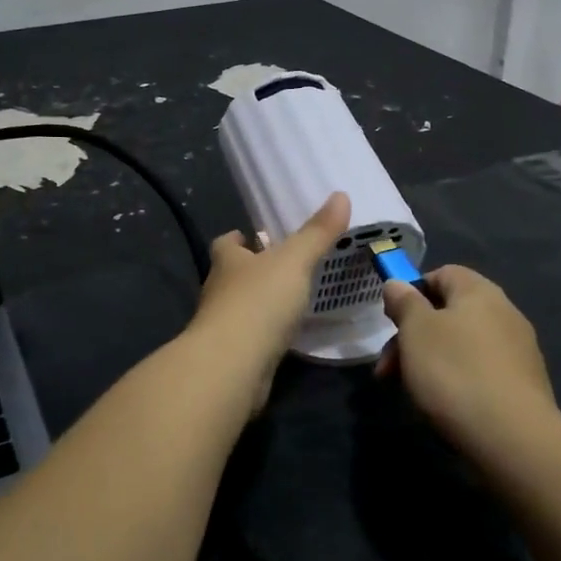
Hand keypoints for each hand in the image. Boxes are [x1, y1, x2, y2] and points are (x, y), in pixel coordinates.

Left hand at [188, 193, 349, 415]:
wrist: (232, 366)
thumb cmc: (259, 302)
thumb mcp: (294, 261)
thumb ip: (317, 233)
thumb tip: (341, 195)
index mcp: (227, 262)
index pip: (226, 244)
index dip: (239, 239)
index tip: (253, 237)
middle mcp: (218, 291)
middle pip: (231, 275)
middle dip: (251, 270)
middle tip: (282, 267)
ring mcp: (221, 326)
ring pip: (239, 307)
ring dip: (258, 303)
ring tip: (288, 300)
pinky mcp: (231, 357)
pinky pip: (249, 338)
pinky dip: (263, 334)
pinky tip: (285, 335)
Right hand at [377, 265, 560, 457]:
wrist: (512, 437)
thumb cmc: (455, 371)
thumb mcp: (416, 331)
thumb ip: (404, 302)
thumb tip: (398, 284)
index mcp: (479, 292)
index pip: (443, 273)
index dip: (413, 291)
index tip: (392, 320)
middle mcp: (505, 313)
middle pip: (449, 313)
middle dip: (413, 337)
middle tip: (387, 370)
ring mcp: (518, 350)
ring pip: (462, 345)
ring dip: (431, 362)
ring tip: (411, 392)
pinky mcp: (524, 384)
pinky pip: (480, 371)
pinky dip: (458, 382)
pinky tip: (445, 406)